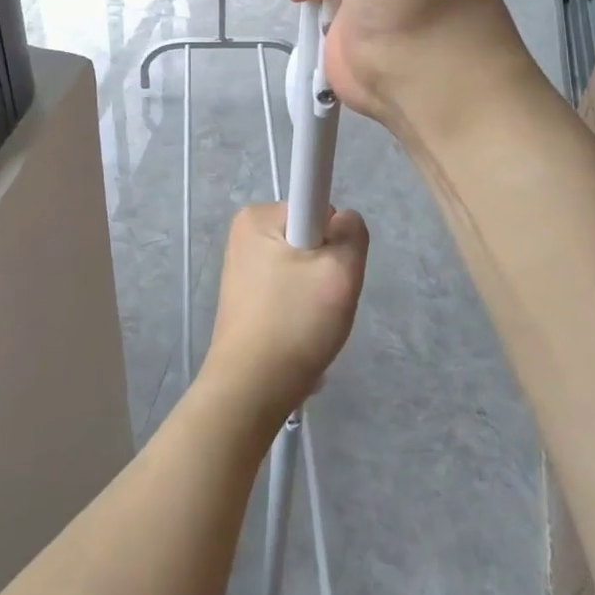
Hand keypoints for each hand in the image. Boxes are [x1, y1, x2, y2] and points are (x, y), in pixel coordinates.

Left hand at [200, 203, 367, 429]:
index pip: (318, 205)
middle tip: (325, 302)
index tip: (331, 271)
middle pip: (312, 237)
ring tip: (311, 324)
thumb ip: (352, 232)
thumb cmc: (295, 323)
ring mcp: (242, 265)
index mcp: (258, 216)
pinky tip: (298, 335)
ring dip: (316, 293)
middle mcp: (245, 233)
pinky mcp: (245, 295)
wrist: (251, 389)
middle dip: (327, 269)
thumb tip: (343, 221)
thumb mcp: (341, 271)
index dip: (335, 238)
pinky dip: (300, 309)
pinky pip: (288, 288)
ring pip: (303, 266)